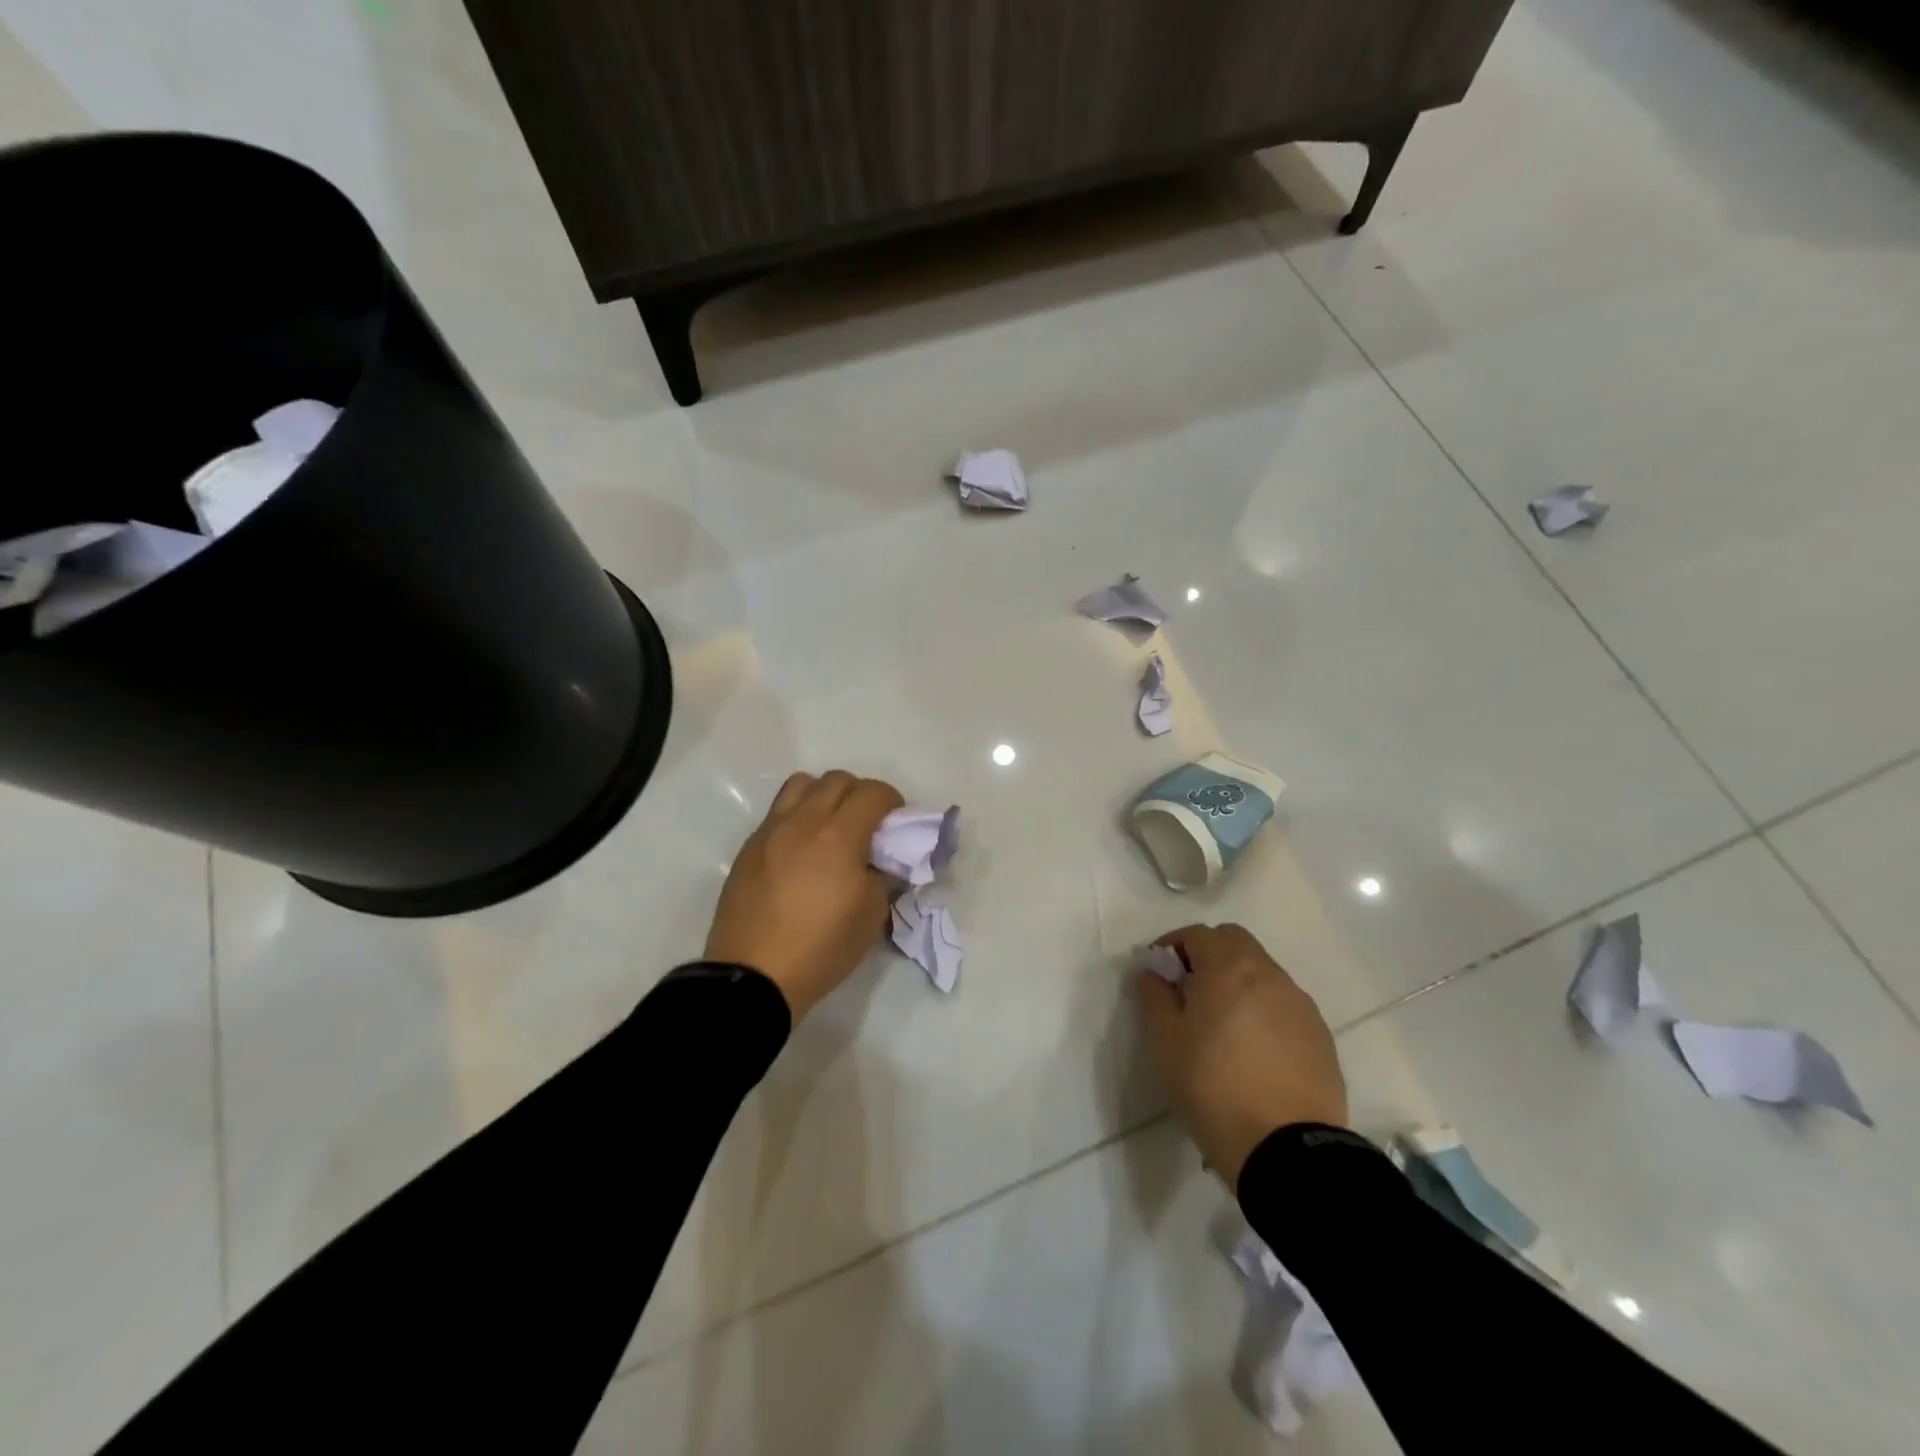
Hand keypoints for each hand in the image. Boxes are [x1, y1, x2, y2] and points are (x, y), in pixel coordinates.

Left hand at [705, 770, 904, 1020]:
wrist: (755, 976)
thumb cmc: (822, 947)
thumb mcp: (872, 915)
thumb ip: (881, 875)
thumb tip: (878, 862)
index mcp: (839, 835)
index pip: (872, 792)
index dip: (892, 801)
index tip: (896, 822)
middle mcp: (803, 821)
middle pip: (837, 779)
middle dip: (859, 794)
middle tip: (867, 825)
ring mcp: (771, 831)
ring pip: (801, 785)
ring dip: (824, 796)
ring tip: (830, 827)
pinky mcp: (749, 847)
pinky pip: (778, 813)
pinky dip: (797, 817)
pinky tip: (801, 851)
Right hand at [1136, 922, 1346, 1189]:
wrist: (1288, 1150)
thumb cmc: (1213, 1087)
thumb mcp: (1165, 1042)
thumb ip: (1154, 996)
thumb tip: (1152, 972)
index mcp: (1229, 967)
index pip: (1197, 934)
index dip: (1171, 946)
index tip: (1157, 972)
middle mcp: (1269, 974)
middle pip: (1235, 942)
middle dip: (1208, 955)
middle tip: (1188, 991)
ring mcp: (1300, 1004)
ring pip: (1262, 973)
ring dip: (1237, 982)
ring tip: (1220, 1023)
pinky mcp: (1320, 1036)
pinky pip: (1283, 1005)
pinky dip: (1263, 1010)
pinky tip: (1252, 1048)